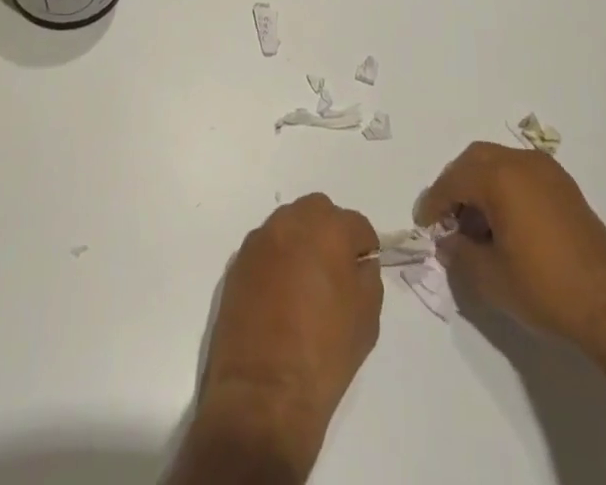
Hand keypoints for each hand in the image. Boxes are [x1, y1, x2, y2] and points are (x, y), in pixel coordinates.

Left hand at [196, 194, 382, 475]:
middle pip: (319, 212)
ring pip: (289, 225)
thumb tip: (357, 263)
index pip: (357, 225)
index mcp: (329, 229)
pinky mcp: (238, 261)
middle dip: (330, 233)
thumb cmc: (324, 355)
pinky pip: (265, 248)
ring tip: (303, 284)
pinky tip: (278, 296)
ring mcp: (260, 240)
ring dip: (300, 243)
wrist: (264, 394)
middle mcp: (292, 221)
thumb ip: (367, 276)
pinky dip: (276, 260)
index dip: (364, 249)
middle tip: (333, 272)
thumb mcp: (367, 317)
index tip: (362, 274)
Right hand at [416, 142, 605, 356]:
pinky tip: (506, 224)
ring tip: (476, 225)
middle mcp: (522, 163)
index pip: (454, 180)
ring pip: (499, 163)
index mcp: (500, 177)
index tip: (424, 224)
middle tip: (447, 217)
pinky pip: (522, 174)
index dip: (434, 201)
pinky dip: (505, 188)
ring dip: (481, 185)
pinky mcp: (565, 187)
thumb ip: (460, 255)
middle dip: (456, 185)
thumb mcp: (491, 278)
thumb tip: (447, 243)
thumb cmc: (545, 288)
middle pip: (475, 160)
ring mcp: (548, 172)